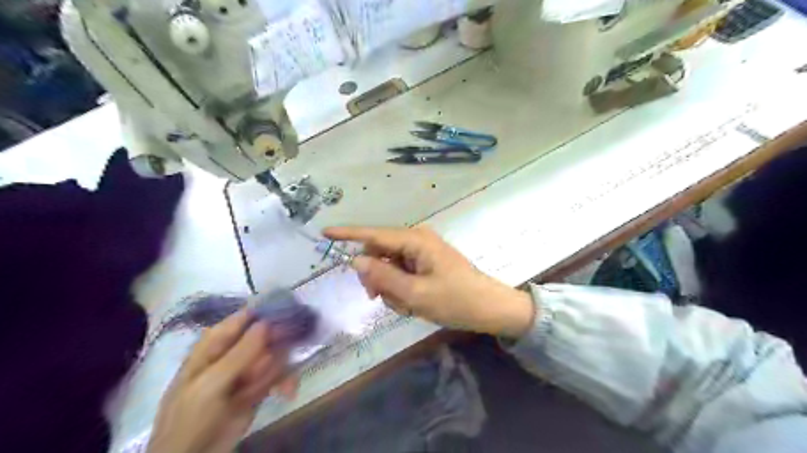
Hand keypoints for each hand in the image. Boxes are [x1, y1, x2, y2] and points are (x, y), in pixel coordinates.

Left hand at [148, 310, 295, 452]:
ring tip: (282, 386)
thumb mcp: (211, 385)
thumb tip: (267, 322)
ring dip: (283, 369)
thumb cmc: (191, 418)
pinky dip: (286, 382)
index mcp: (215, 345)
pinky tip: (287, 392)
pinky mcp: (258, 388)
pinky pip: (279, 376)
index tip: (293, 312)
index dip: (268, 312)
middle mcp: (233, 353)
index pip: (244, 318)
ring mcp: (247, 371)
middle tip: (291, 353)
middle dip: (281, 345)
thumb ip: (239, 354)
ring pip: (276, 355)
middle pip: (265, 335)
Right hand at [322, 224, 533, 337]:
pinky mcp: (425, 265)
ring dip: (390, 289)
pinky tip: (414, 303)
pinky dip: (401, 290)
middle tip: (383, 299)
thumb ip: (383, 277)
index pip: (374, 234)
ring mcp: (421, 253)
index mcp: (415, 240)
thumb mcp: (416, 294)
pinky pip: (401, 274)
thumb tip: (356, 260)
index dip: (348, 234)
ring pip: (389, 268)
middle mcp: (416, 241)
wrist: (490, 309)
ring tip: (408, 305)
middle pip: (379, 253)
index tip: (324, 232)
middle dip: (376, 277)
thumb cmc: (456, 300)